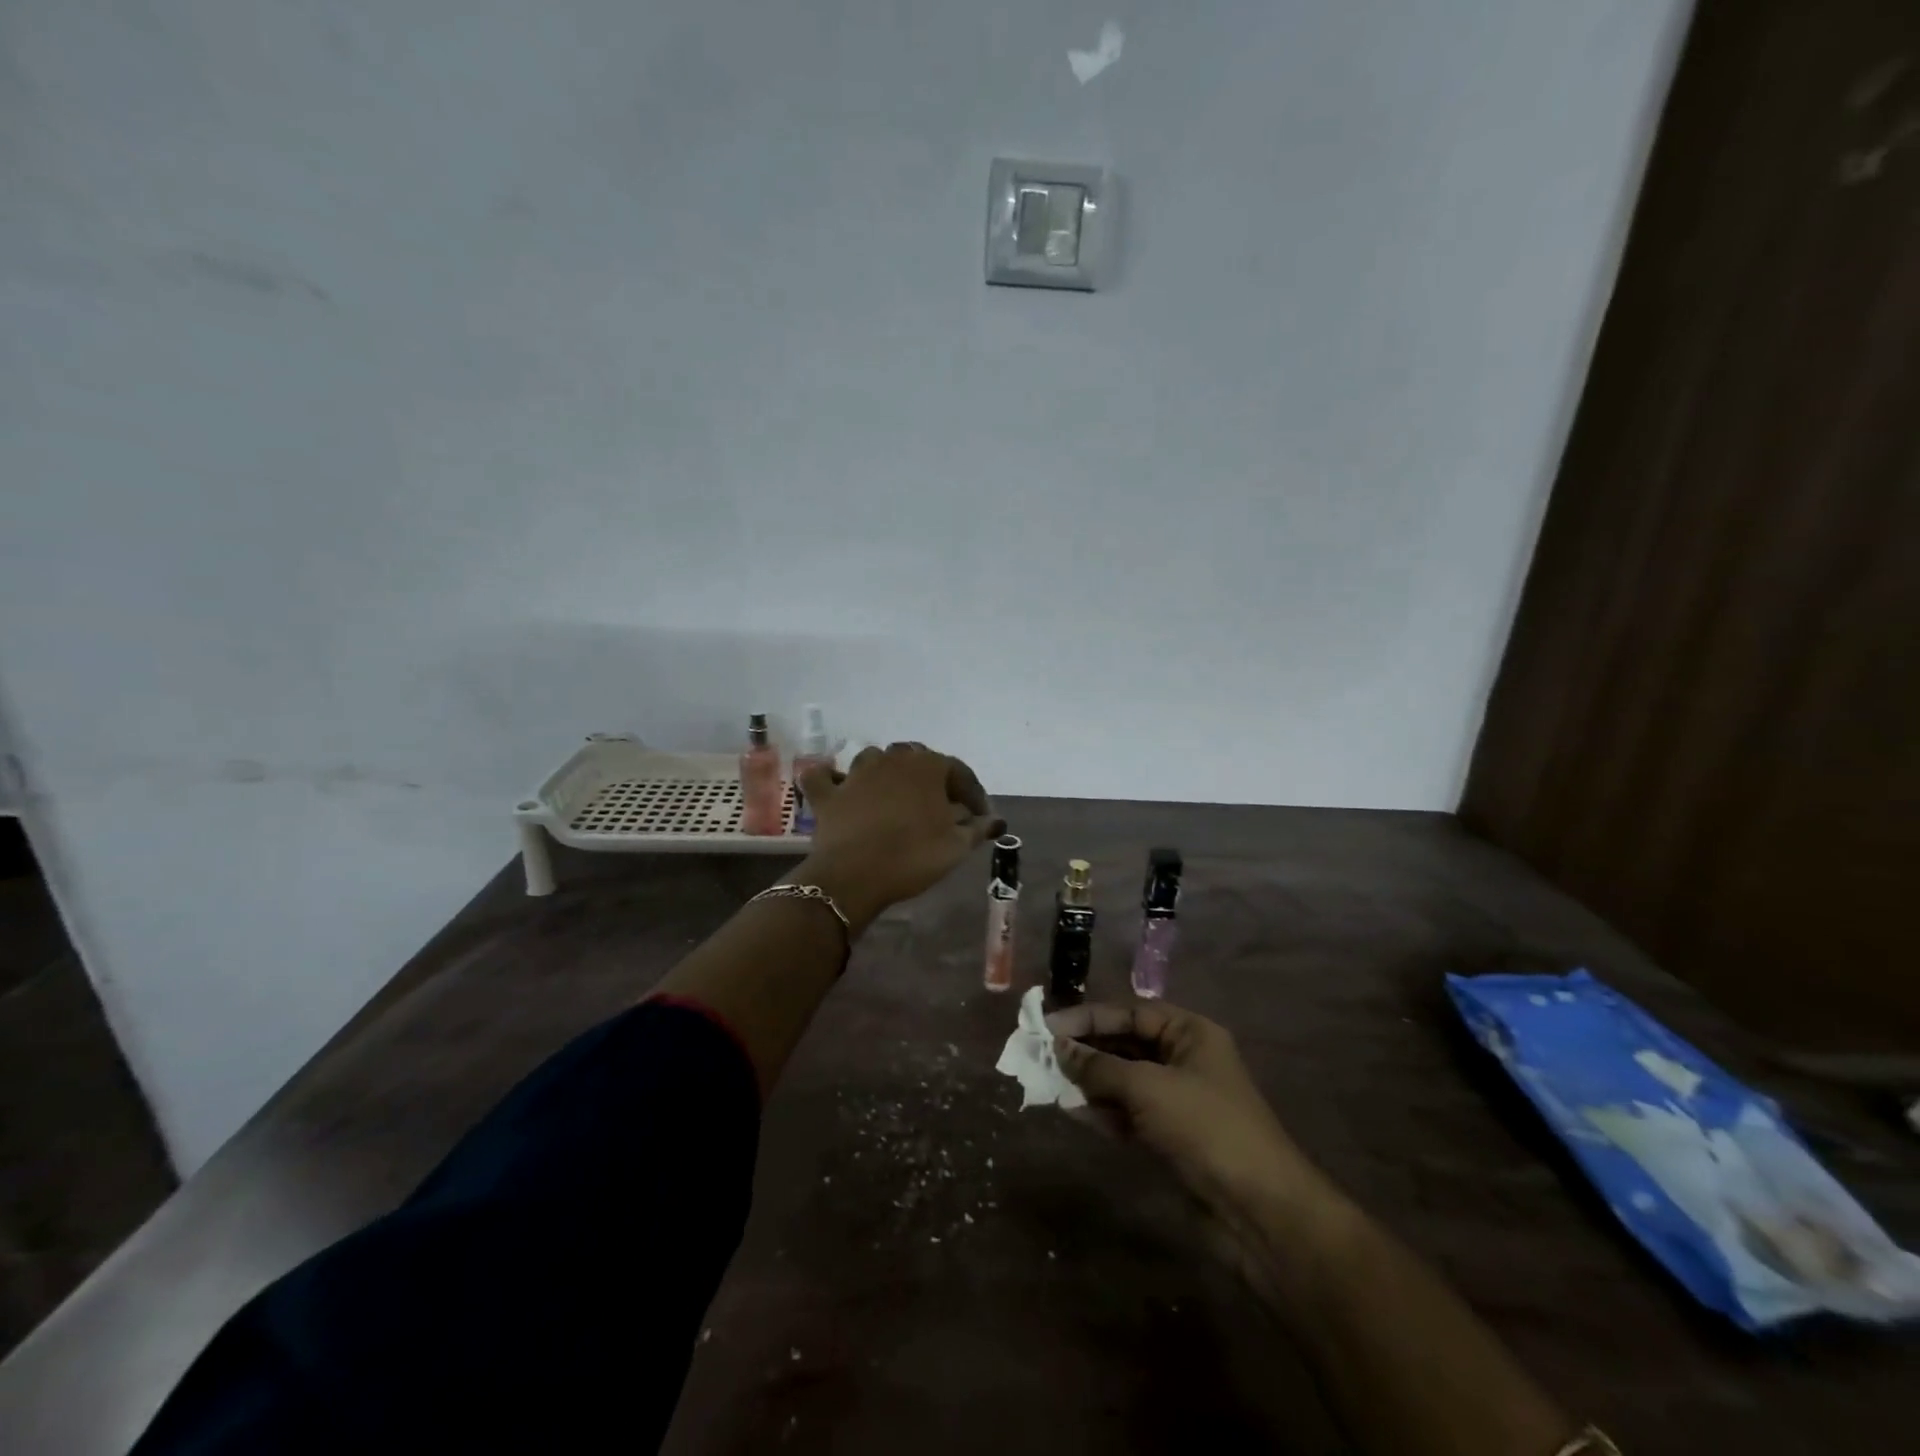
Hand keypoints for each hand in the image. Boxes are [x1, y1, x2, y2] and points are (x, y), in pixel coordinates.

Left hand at [794, 743, 1003, 932]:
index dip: (974, 794)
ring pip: (875, 760)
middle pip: (917, 759)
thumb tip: (995, 820)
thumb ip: (978, 828)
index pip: (959, 772)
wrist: (856, 875)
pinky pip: (825, 778)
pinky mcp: (829, 794)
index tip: (981, 817)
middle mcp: (892, 759)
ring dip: (887, 773)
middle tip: (943, 806)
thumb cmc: (914, 856)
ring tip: (897, 797)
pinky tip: (839, 787)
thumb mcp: (957, 846)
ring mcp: (856, 774)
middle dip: (933, 779)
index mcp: (928, 766)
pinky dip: (831, 779)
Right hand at [1047, 1000, 1313, 1212]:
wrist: (1258, 1211)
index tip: (1047, 1026)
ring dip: (1090, 1082)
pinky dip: (1103, 1112)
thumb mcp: (1147, 1087)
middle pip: (1126, 1045)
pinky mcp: (1172, 1138)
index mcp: (1190, 1034)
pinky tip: (1074, 1112)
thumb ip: (1099, 1066)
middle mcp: (1184, 1060)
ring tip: (1050, 1082)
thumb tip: (1059, 1048)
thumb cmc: (1205, 1128)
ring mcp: (1178, 1101)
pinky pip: (1129, 1114)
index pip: (1130, 1013)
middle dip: (1086, 1050)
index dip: (1088, 1017)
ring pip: (1124, 1081)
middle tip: (1042, 1054)